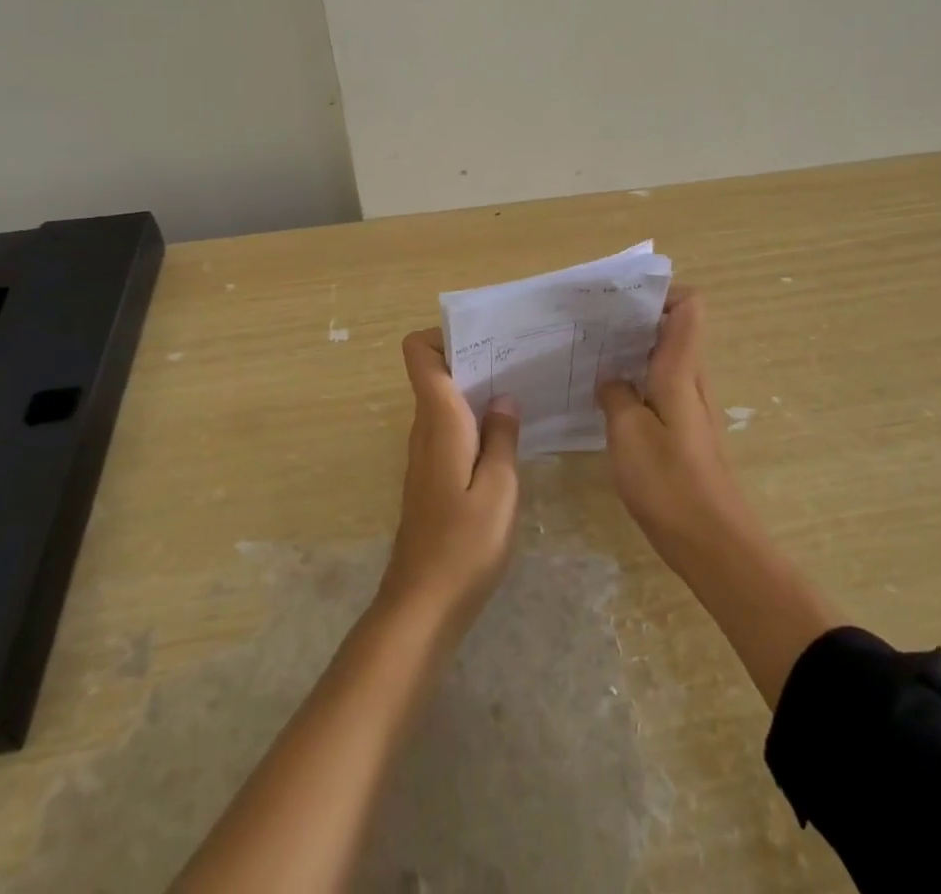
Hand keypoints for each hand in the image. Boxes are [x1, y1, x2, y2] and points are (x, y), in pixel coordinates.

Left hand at [379, 330, 520, 630]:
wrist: (422, 606)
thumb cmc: (465, 545)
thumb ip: (503, 438)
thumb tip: (503, 398)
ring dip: (477, 389)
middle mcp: (425, 429)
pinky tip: (507, 436)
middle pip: (436, 372)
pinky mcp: (432, 476)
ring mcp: (426, 454)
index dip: (444, 335)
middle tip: (519, 359)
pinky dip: (474, 419)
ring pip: (445, 401)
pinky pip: (450, 428)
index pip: (419, 354)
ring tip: (521, 389)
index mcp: (439, 421)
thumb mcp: (500, 489)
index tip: (486, 339)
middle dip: (473, 358)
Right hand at [595, 289, 752, 575]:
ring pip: (666, 360)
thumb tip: (612, 380)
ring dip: (635, 352)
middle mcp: (692, 381)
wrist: (715, 545)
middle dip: (638, 320)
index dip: (662, 292)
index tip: (623, 300)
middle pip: (675, 329)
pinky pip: (663, 389)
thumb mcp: (628, 434)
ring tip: (594, 357)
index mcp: (681, 370)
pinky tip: (609, 400)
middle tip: (595, 327)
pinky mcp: (687, 434)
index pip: (689, 307)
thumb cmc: (670, 483)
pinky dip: (639, 383)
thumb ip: (616, 396)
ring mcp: (692, 408)